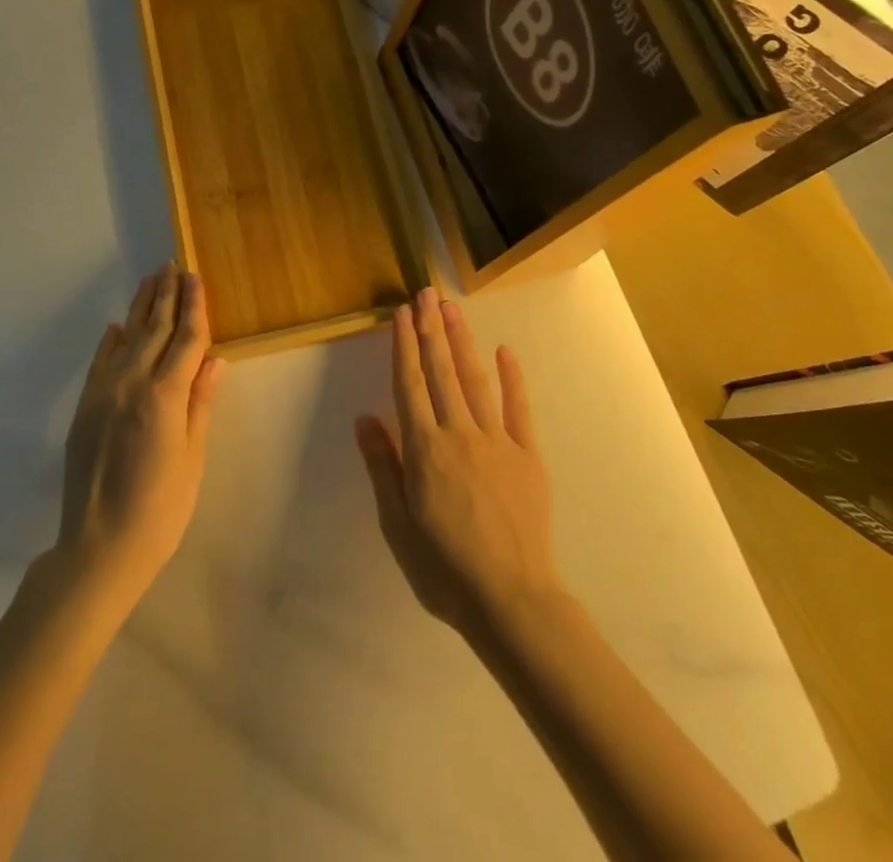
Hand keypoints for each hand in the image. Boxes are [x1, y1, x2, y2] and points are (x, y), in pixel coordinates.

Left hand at [55, 263, 226, 612]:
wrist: (98, 547)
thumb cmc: (160, 509)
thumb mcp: (192, 458)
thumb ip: (200, 403)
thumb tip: (214, 359)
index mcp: (164, 396)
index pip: (186, 339)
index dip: (194, 307)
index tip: (196, 277)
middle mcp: (131, 383)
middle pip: (154, 329)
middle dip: (166, 296)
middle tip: (173, 265)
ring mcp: (103, 393)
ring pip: (126, 338)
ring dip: (140, 308)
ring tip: (151, 281)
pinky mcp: (85, 408)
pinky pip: (99, 362)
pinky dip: (110, 341)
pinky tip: (117, 326)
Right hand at [356, 288, 561, 637]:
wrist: (511, 599)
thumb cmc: (443, 567)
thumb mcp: (397, 524)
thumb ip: (384, 466)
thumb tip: (365, 418)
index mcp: (425, 449)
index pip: (409, 385)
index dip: (404, 347)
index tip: (401, 315)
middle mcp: (458, 433)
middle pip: (441, 372)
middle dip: (431, 330)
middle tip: (425, 294)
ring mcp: (497, 441)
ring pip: (475, 380)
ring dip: (462, 341)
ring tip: (451, 309)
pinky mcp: (527, 455)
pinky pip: (518, 409)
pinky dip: (513, 378)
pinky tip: (505, 351)